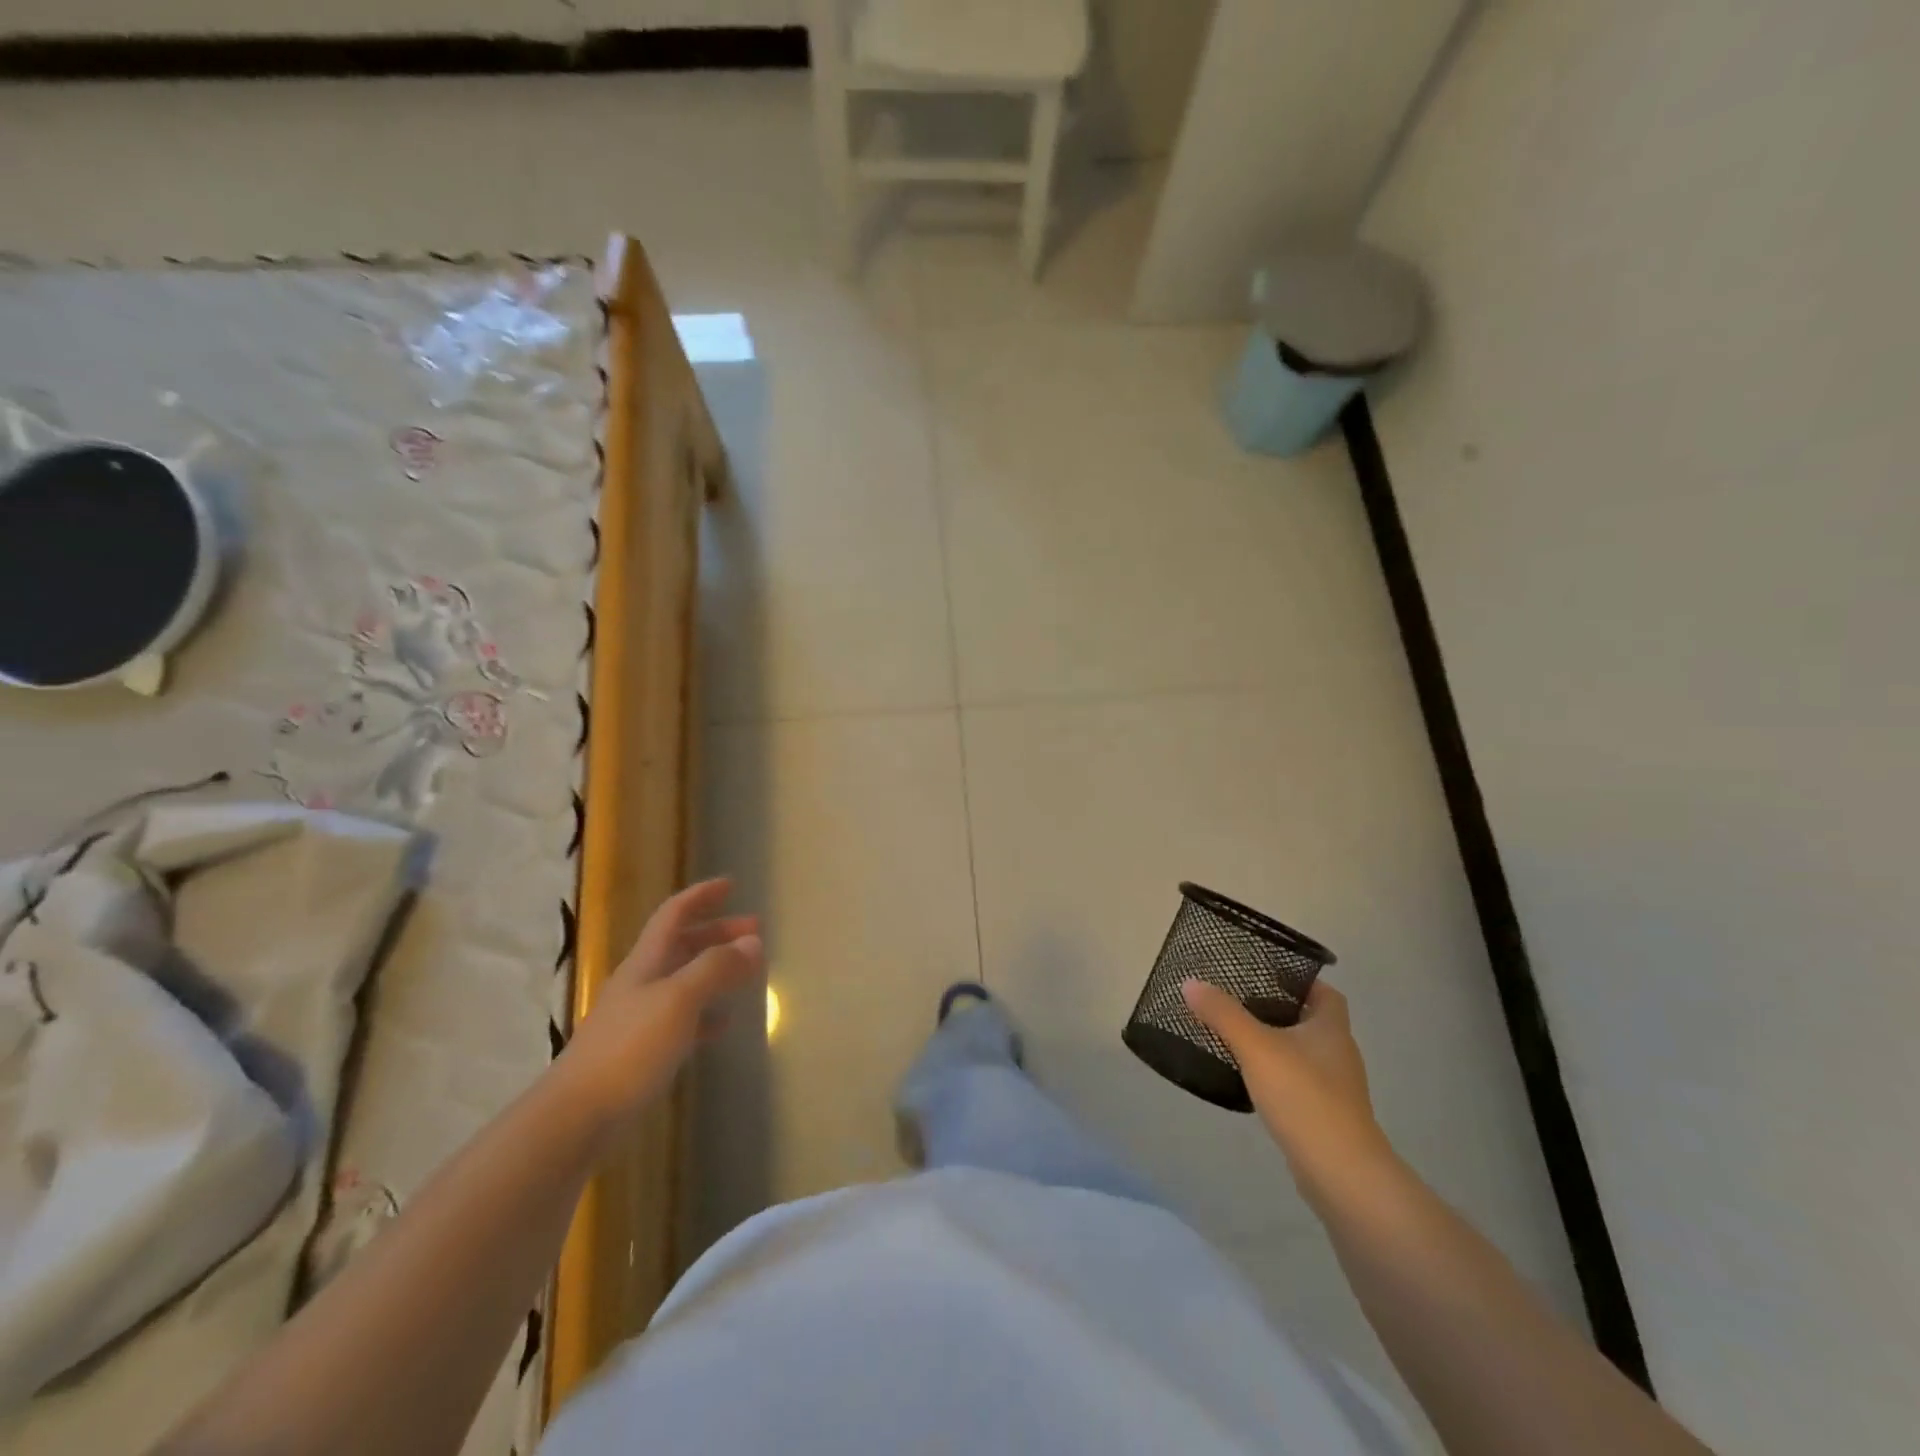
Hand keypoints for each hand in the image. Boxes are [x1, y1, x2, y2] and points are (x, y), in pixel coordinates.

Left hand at [558, 878, 762, 1145]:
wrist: (577, 1115)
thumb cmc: (630, 1048)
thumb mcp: (679, 999)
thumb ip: (716, 967)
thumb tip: (753, 941)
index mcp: (647, 962)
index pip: (674, 914)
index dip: (701, 896)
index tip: (731, 884)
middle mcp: (642, 982)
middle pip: (682, 944)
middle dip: (717, 932)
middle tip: (755, 929)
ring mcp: (640, 1017)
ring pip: (684, 979)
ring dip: (715, 968)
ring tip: (747, 972)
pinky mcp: (641, 1051)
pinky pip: (682, 1019)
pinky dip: (706, 1012)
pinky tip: (723, 1022)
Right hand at [1183, 977, 1396, 1204]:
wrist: (1341, 1174)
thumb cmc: (1304, 1097)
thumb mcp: (1255, 1047)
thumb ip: (1223, 1014)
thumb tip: (1191, 983)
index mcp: (1332, 1028)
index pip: (1324, 992)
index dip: (1299, 980)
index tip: (1265, 974)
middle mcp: (1339, 1053)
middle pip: (1311, 1021)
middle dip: (1279, 1010)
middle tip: (1238, 1001)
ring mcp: (1335, 1088)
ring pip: (1303, 1053)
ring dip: (1276, 1044)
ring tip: (1237, 1036)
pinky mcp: (1325, 1116)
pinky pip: (1298, 1082)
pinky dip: (1277, 1075)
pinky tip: (1251, 1079)